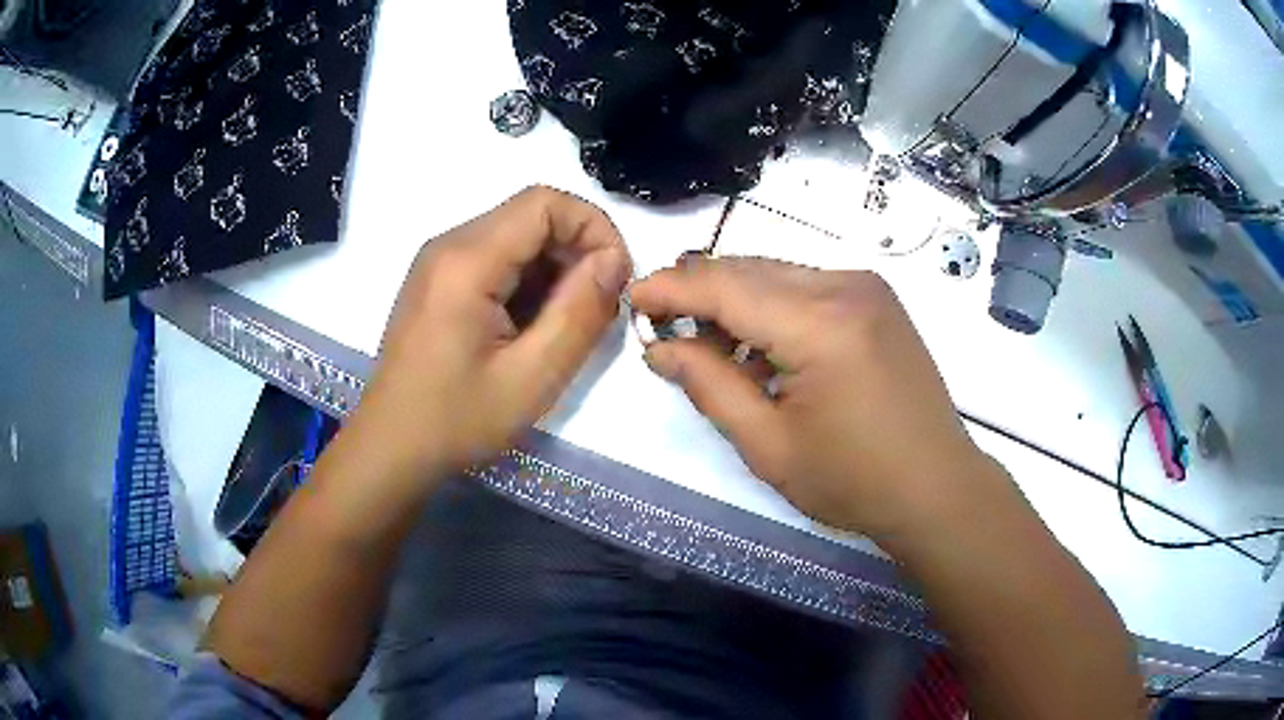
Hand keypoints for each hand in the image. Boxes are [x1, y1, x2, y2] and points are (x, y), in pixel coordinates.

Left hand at [348, 186, 632, 485]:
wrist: (390, 446)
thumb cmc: (457, 419)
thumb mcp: (532, 377)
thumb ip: (580, 313)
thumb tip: (613, 262)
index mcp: (467, 261)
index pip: (545, 203)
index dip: (593, 228)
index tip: (615, 279)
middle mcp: (449, 245)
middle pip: (531, 215)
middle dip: (577, 251)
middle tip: (597, 308)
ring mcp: (439, 261)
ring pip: (516, 236)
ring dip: (554, 268)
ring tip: (564, 323)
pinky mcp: (438, 280)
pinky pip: (495, 258)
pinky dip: (527, 280)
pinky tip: (531, 327)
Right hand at [630, 256, 997, 537]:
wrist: (936, 486)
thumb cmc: (853, 481)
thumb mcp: (768, 446)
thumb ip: (709, 386)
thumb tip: (659, 347)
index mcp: (821, 325)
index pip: (726, 287)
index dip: (672, 289)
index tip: (632, 300)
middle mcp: (846, 287)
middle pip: (750, 270)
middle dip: (699, 292)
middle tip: (664, 328)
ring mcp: (867, 287)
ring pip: (777, 273)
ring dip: (735, 301)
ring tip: (711, 347)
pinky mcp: (877, 298)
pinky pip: (806, 286)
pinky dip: (772, 307)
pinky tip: (761, 348)